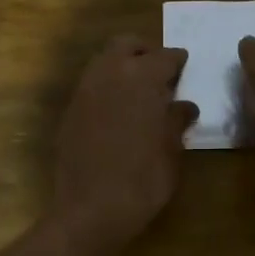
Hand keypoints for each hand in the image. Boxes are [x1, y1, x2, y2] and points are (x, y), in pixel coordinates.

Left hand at [51, 35, 197, 250]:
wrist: (90, 211)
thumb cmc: (142, 180)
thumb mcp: (171, 151)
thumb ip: (176, 121)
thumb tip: (184, 106)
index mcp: (142, 78)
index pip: (165, 56)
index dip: (178, 61)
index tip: (184, 68)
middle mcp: (110, 74)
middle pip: (127, 45)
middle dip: (145, 52)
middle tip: (160, 73)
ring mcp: (85, 90)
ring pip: (104, 61)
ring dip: (122, 67)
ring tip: (139, 92)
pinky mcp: (70, 110)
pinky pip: (91, 85)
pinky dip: (106, 87)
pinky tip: (118, 111)